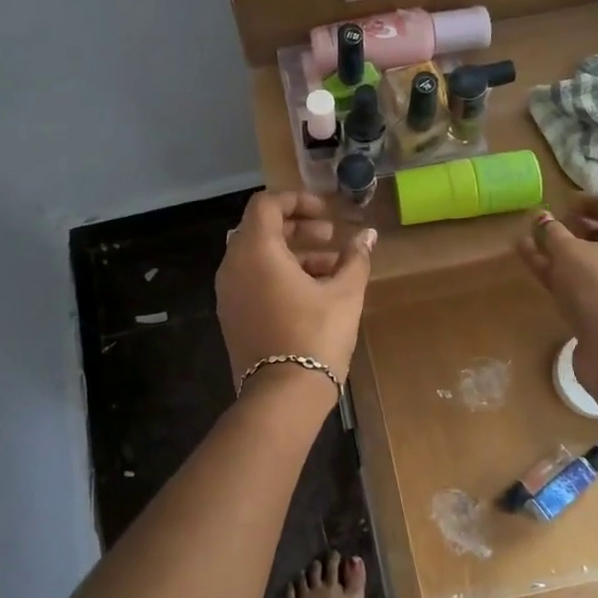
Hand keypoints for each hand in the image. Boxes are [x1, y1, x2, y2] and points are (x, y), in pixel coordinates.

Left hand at [217, 191, 376, 390]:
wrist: (282, 396)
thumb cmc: (315, 336)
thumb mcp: (345, 293)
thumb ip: (355, 258)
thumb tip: (368, 235)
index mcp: (256, 251)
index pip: (266, 204)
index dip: (297, 201)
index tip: (326, 213)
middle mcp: (233, 266)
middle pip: (262, 230)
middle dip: (299, 228)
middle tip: (332, 237)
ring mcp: (228, 294)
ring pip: (258, 257)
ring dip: (293, 253)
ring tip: (332, 268)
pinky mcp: (232, 316)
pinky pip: (253, 280)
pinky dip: (279, 275)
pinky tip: (313, 292)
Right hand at [516, 195, 597, 403]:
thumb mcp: (571, 252)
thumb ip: (553, 234)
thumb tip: (541, 219)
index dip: (593, 203)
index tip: (566, 201)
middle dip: (575, 230)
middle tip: (549, 224)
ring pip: (591, 265)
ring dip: (560, 252)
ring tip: (528, 240)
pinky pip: (583, 286)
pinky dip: (559, 274)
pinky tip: (530, 261)